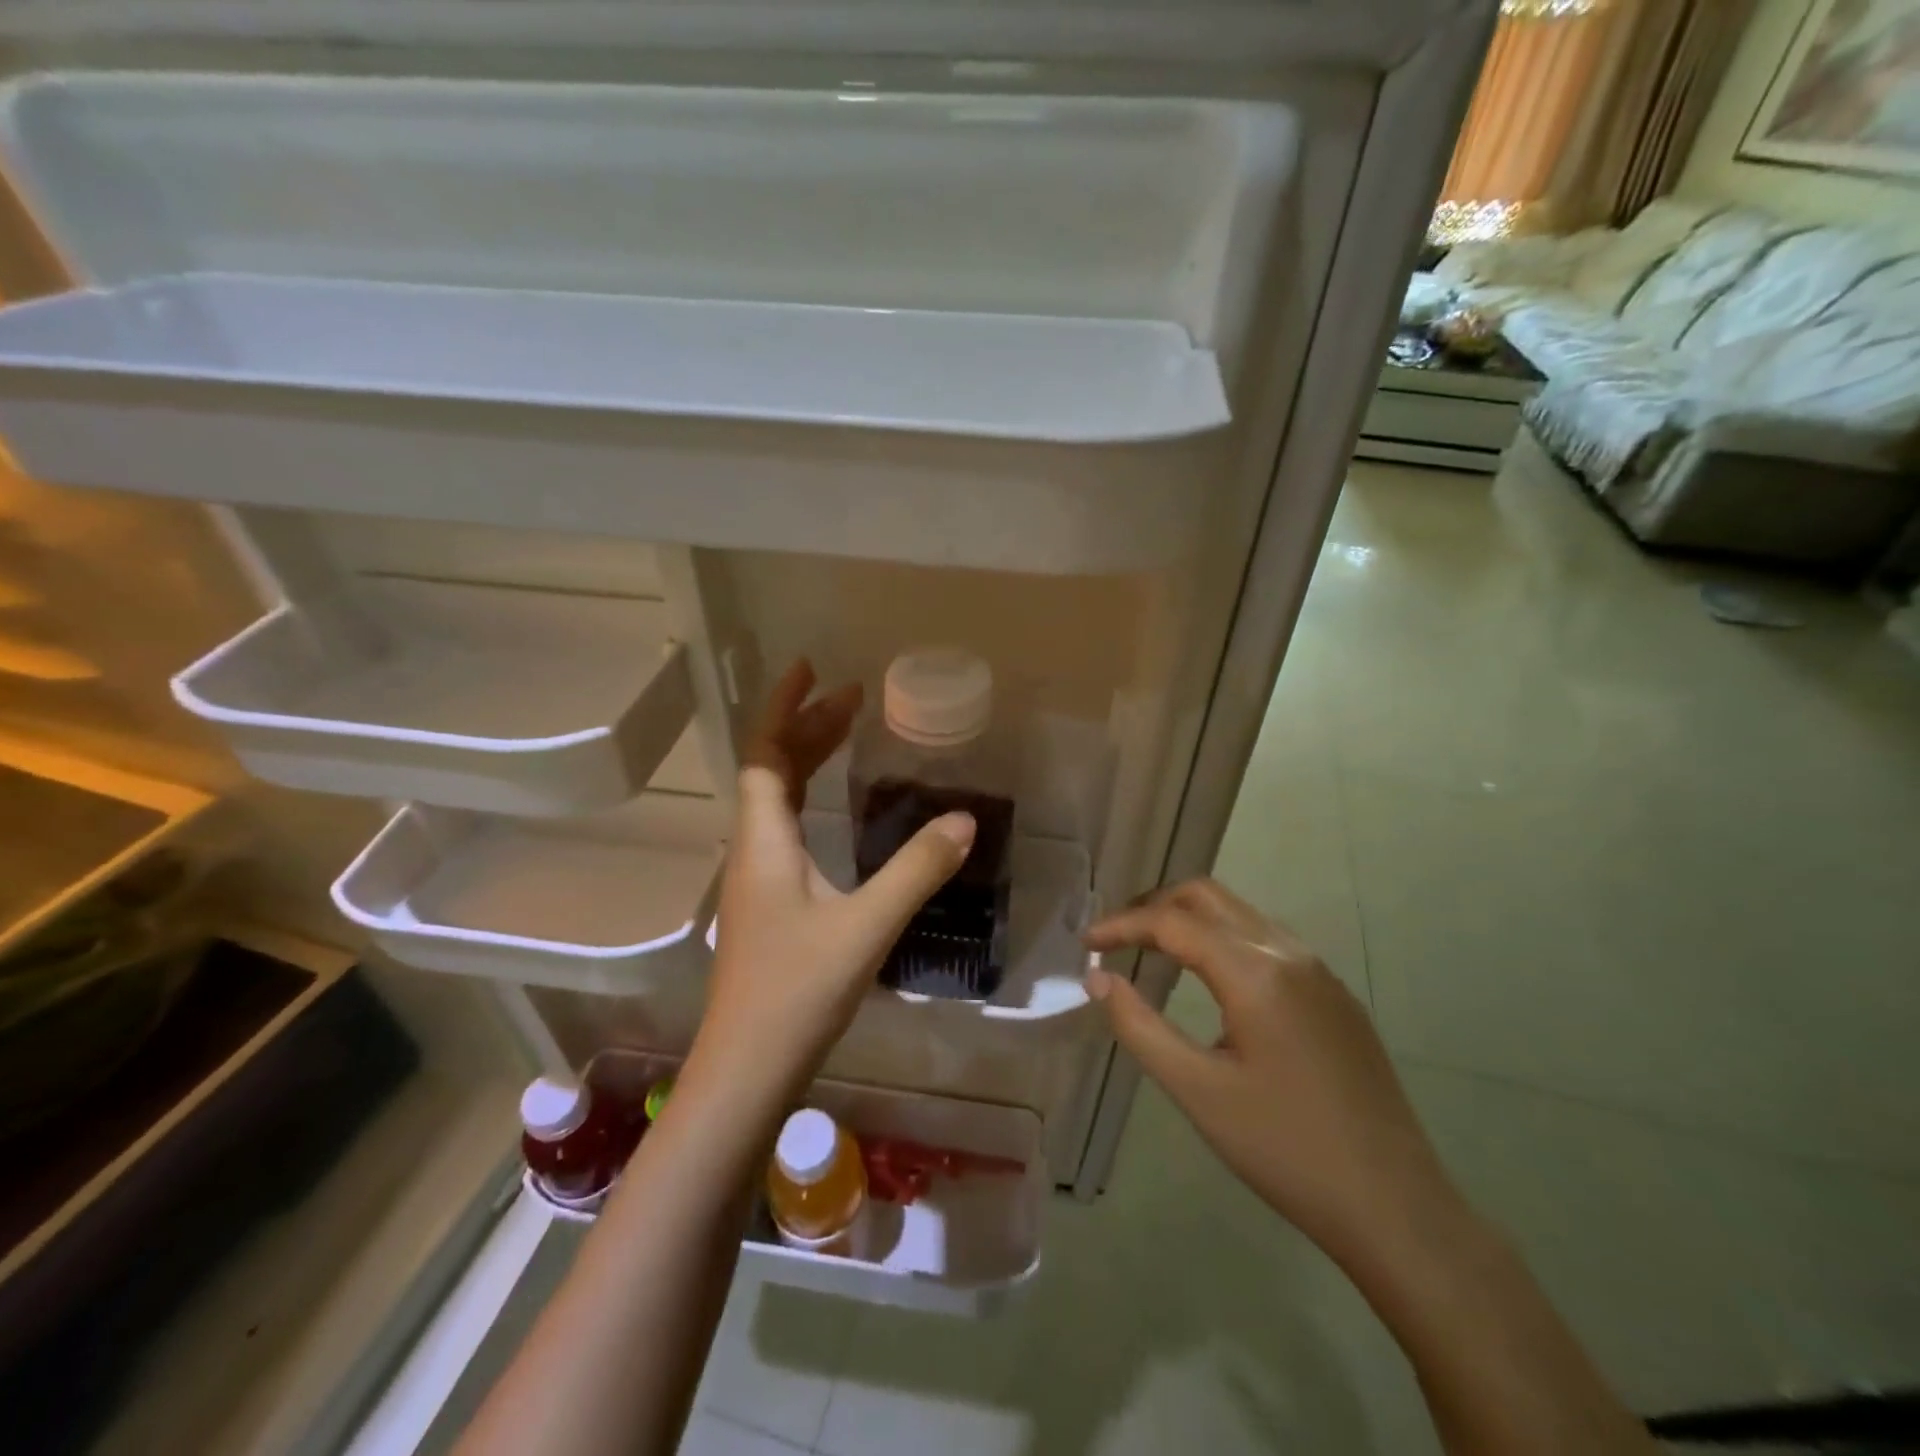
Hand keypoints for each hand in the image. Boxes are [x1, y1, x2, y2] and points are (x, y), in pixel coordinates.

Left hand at [695, 661, 974, 1095]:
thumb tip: (964, 820)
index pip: (765, 753)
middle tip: (852, 698)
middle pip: (772, 770)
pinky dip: (809, 799)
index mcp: (765, 840)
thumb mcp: (866, 926)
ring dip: (807, 761)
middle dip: (807, 727)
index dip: (784, 706)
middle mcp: (753, 849)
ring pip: (777, 801)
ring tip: (846, 736)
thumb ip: (916, 870)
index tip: (812, 669)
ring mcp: (757, 879)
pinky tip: (835, 814)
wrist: (746, 1070)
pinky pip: (785, 828)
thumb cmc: (797, 993)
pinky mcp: (768, 905)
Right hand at [1085, 879, 1456, 1272]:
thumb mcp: (1198, 1092)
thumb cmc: (1286, 1150)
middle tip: (1116, 938)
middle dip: (1154, 907)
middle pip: (1208, 897)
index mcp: (1256, 972)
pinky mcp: (1334, 995)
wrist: (1396, 1206)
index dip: (1122, 925)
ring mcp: (1319, 972)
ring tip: (1151, 952)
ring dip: (1190, 920)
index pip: (1173, 922)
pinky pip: (1266, 941)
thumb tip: (1098, 978)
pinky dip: (1223, 941)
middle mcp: (1289, 953)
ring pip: (1240, 915)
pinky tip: (1209, 981)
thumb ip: (1139, 1027)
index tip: (1085, 944)